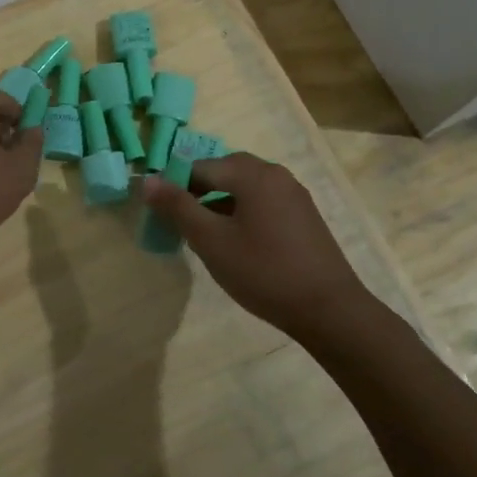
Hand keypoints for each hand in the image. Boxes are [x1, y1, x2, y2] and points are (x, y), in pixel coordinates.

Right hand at [140, 154, 368, 338]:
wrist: (328, 309)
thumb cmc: (263, 272)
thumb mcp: (211, 241)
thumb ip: (178, 207)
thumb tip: (148, 181)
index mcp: (252, 173)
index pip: (199, 167)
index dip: (174, 187)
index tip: (159, 213)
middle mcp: (275, 174)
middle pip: (223, 172)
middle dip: (197, 193)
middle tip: (179, 224)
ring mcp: (293, 194)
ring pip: (243, 188)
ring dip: (218, 204)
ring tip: (203, 235)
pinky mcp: (303, 215)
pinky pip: (262, 202)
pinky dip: (241, 213)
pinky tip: (236, 243)